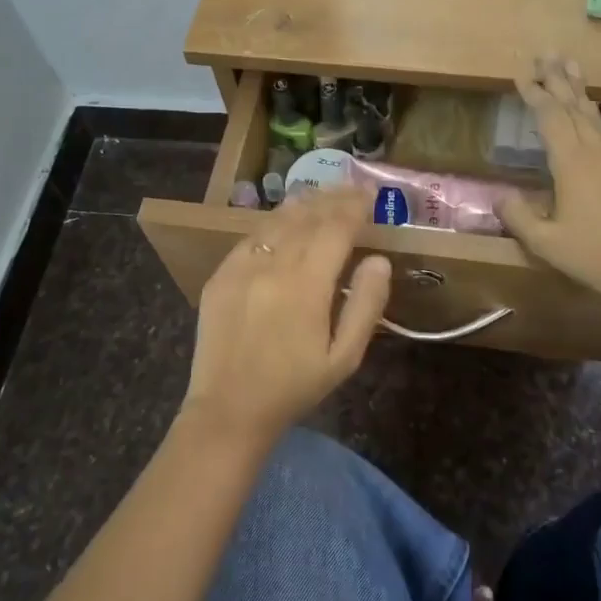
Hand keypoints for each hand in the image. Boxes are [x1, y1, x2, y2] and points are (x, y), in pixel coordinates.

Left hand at [182, 189, 391, 446]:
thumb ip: (366, 305)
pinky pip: (252, 236)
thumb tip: (379, 260)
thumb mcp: (344, 357)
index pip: (336, 228)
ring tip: (324, 196)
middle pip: (307, 217)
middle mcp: (273, 265)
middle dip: (333, 198)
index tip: (371, 195)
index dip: (355, 207)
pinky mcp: (221, 274)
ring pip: (277, 220)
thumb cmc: (294, 387)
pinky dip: (274, 223)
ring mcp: (241, 266)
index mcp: (306, 285)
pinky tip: (285, 221)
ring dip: (304, 204)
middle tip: (353, 189)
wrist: (229, 410)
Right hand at [497, 58, 600, 319]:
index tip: (521, 74)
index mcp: (573, 163)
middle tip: (547, 53)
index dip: (535, 94)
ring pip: (594, 116)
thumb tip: (500, 196)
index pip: (551, 117)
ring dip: (579, 90)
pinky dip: (593, 114)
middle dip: (558, 79)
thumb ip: (519, 217)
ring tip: (570, 68)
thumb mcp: (546, 243)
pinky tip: (592, 114)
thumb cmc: (596, 257)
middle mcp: (596, 153)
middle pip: (574, 106)